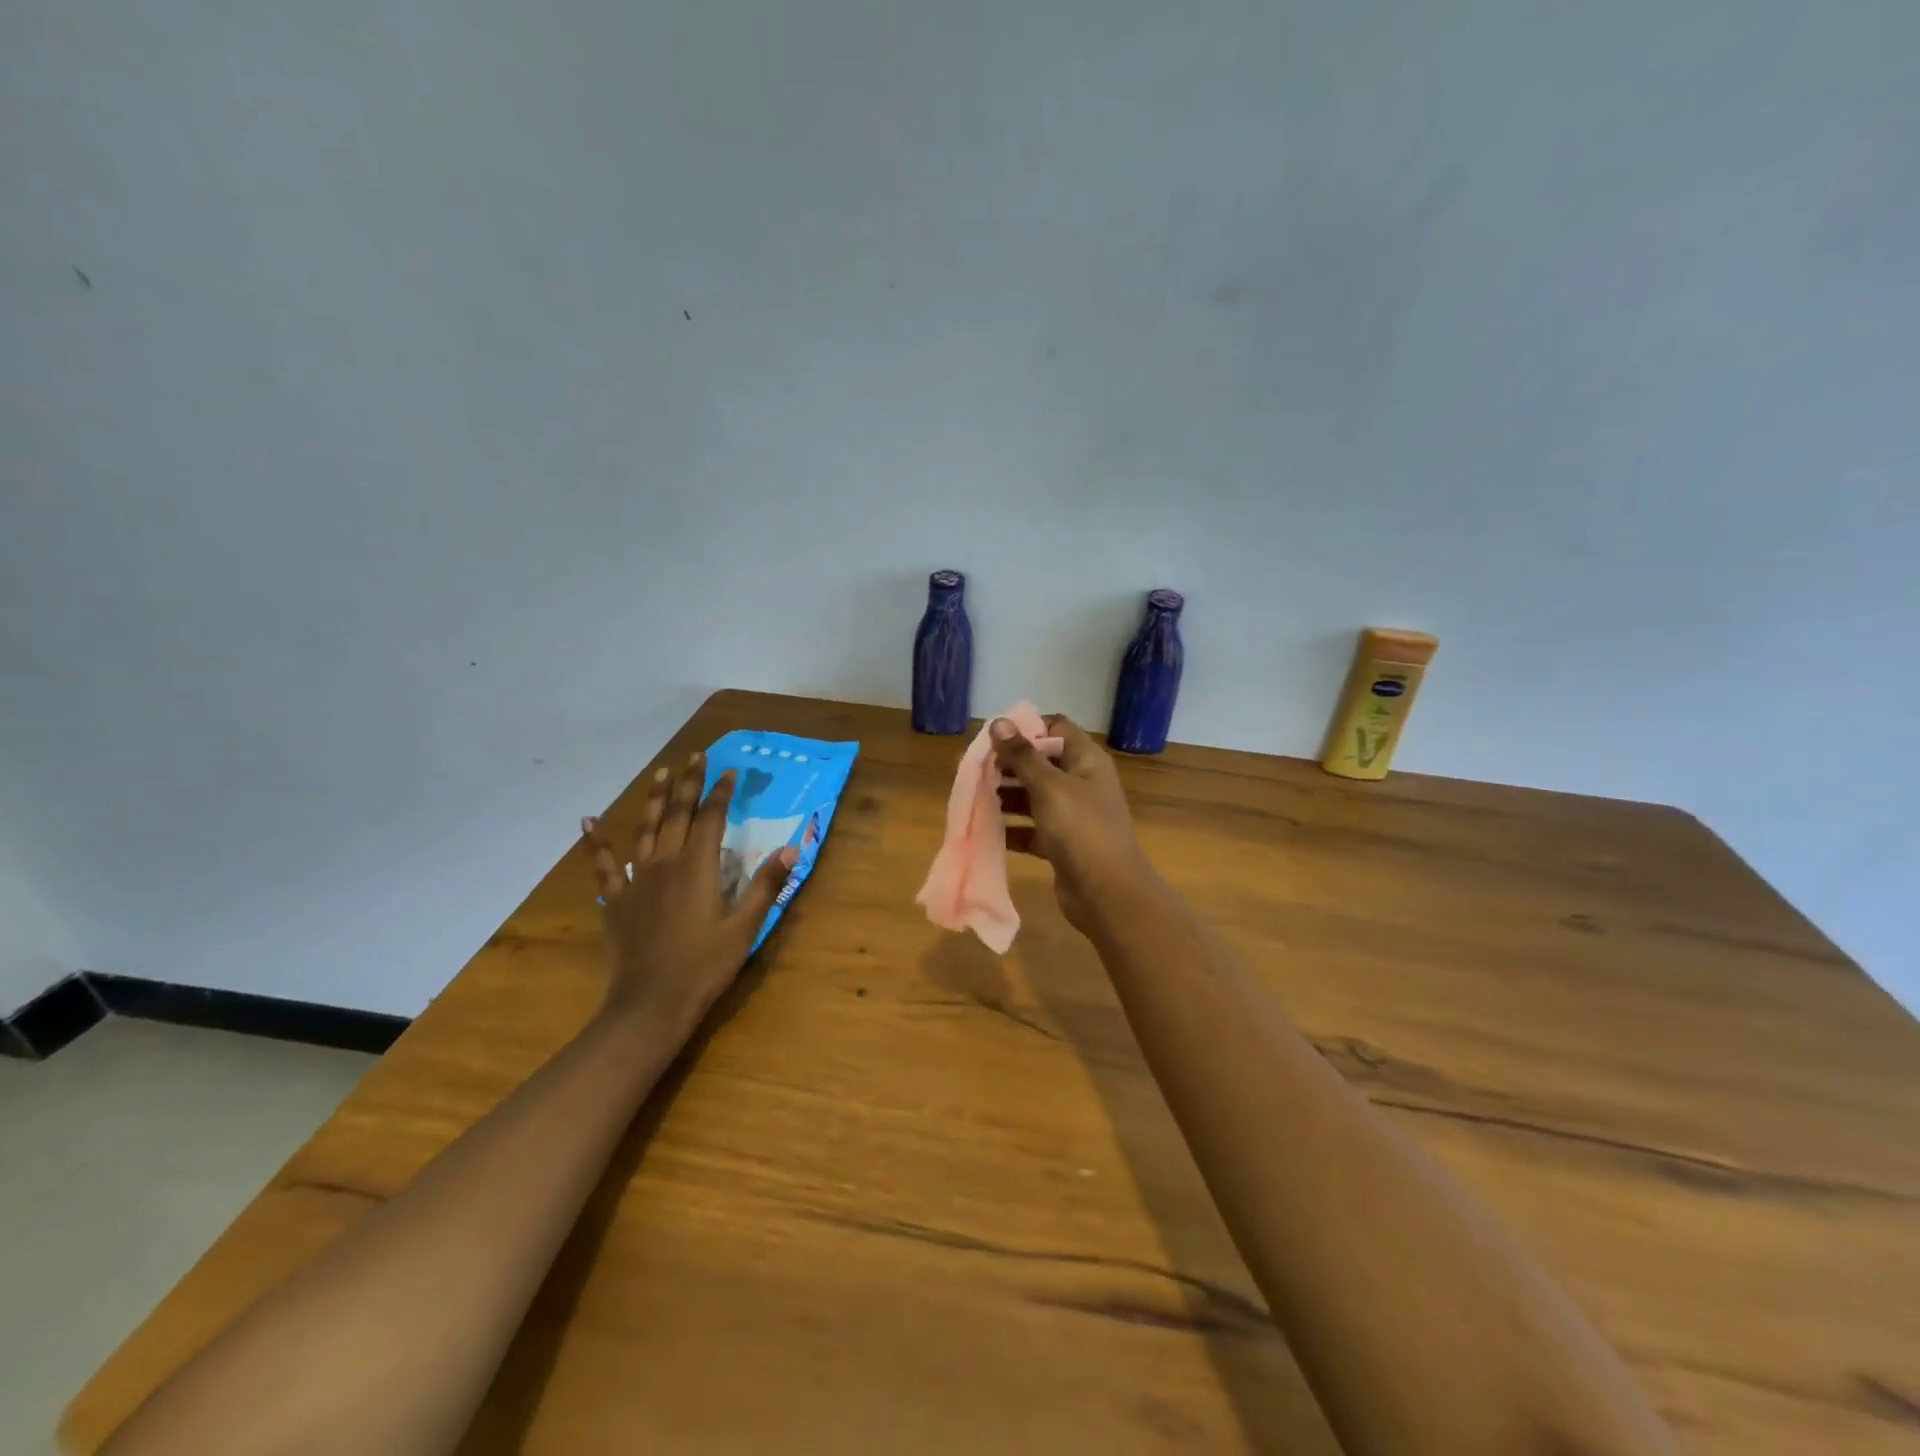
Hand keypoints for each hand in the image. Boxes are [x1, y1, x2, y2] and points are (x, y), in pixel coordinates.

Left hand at [581, 752, 795, 1039]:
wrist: (649, 1006)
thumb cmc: (703, 967)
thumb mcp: (744, 928)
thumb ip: (766, 886)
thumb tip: (791, 849)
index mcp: (697, 868)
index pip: (710, 818)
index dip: (720, 793)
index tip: (728, 770)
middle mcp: (665, 864)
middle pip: (677, 814)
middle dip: (688, 783)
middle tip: (694, 755)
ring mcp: (637, 881)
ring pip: (646, 829)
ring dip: (654, 800)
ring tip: (660, 773)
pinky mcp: (617, 901)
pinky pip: (605, 865)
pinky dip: (597, 843)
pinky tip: (589, 822)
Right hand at [991, 714, 1157, 935]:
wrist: (1107, 894)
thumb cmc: (1081, 830)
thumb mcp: (1049, 787)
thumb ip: (1022, 755)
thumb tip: (999, 722)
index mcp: (1086, 760)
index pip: (1055, 727)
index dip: (1026, 727)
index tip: (993, 736)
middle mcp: (1081, 782)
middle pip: (1040, 762)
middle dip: (1007, 764)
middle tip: (972, 768)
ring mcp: (1072, 815)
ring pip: (1033, 796)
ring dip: (1005, 795)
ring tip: (973, 795)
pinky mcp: (1061, 844)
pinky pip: (1031, 828)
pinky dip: (1011, 827)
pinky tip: (986, 828)